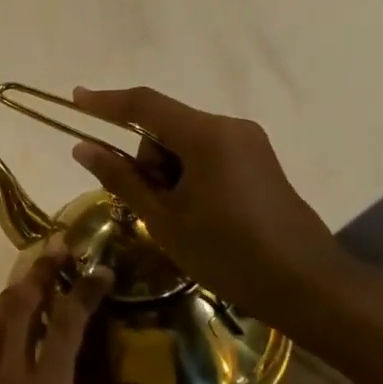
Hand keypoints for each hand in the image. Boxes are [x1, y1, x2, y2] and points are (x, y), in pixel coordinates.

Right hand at [68, 85, 349, 318]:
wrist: (307, 285)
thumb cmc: (228, 253)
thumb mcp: (164, 219)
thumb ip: (122, 178)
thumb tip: (83, 148)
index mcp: (205, 135)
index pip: (144, 105)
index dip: (105, 102)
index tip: (75, 98)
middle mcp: (229, 127)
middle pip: (164, 127)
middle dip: (146, 160)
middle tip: (150, 207)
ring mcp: (248, 143)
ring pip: (184, 143)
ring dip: (168, 172)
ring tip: (179, 219)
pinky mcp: (257, 161)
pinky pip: (206, 155)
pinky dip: (188, 175)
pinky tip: (197, 213)